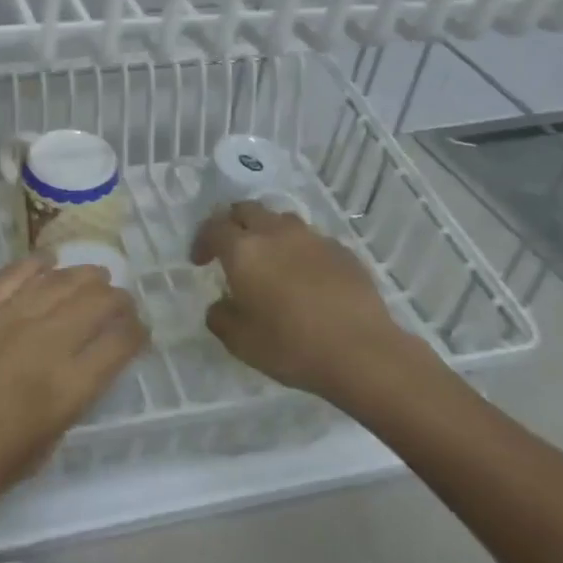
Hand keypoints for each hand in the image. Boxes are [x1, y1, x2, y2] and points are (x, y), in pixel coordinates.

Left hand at [0, 254, 145, 523]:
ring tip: (96, 276)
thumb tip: (77, 371)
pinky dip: (36, 264)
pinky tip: (49, 262)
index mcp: (67, 389)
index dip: (137, 332)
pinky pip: (14, 274)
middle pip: (97, 303)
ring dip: (85, 276)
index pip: (120, 344)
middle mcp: (45, 344)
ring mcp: (8, 318)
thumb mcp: (41, 450)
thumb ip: (66, 405)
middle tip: (120, 301)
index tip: (138, 331)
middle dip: (118, 299)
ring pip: (60, 282)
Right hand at [191, 202, 428, 404]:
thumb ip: (221, 317)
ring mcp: (312, 238)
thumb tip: (221, 305)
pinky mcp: (342, 250)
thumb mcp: (240, 342)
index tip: (200, 261)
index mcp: (244, 250)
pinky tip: (306, 277)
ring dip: (268, 233)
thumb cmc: (291, 346)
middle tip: (231, 249)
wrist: (362, 352)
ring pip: (281, 221)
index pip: (213, 227)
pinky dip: (300, 251)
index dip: (202, 241)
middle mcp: (276, 233)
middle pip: (247, 210)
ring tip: (270, 260)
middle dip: (233, 224)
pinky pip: (311, 240)